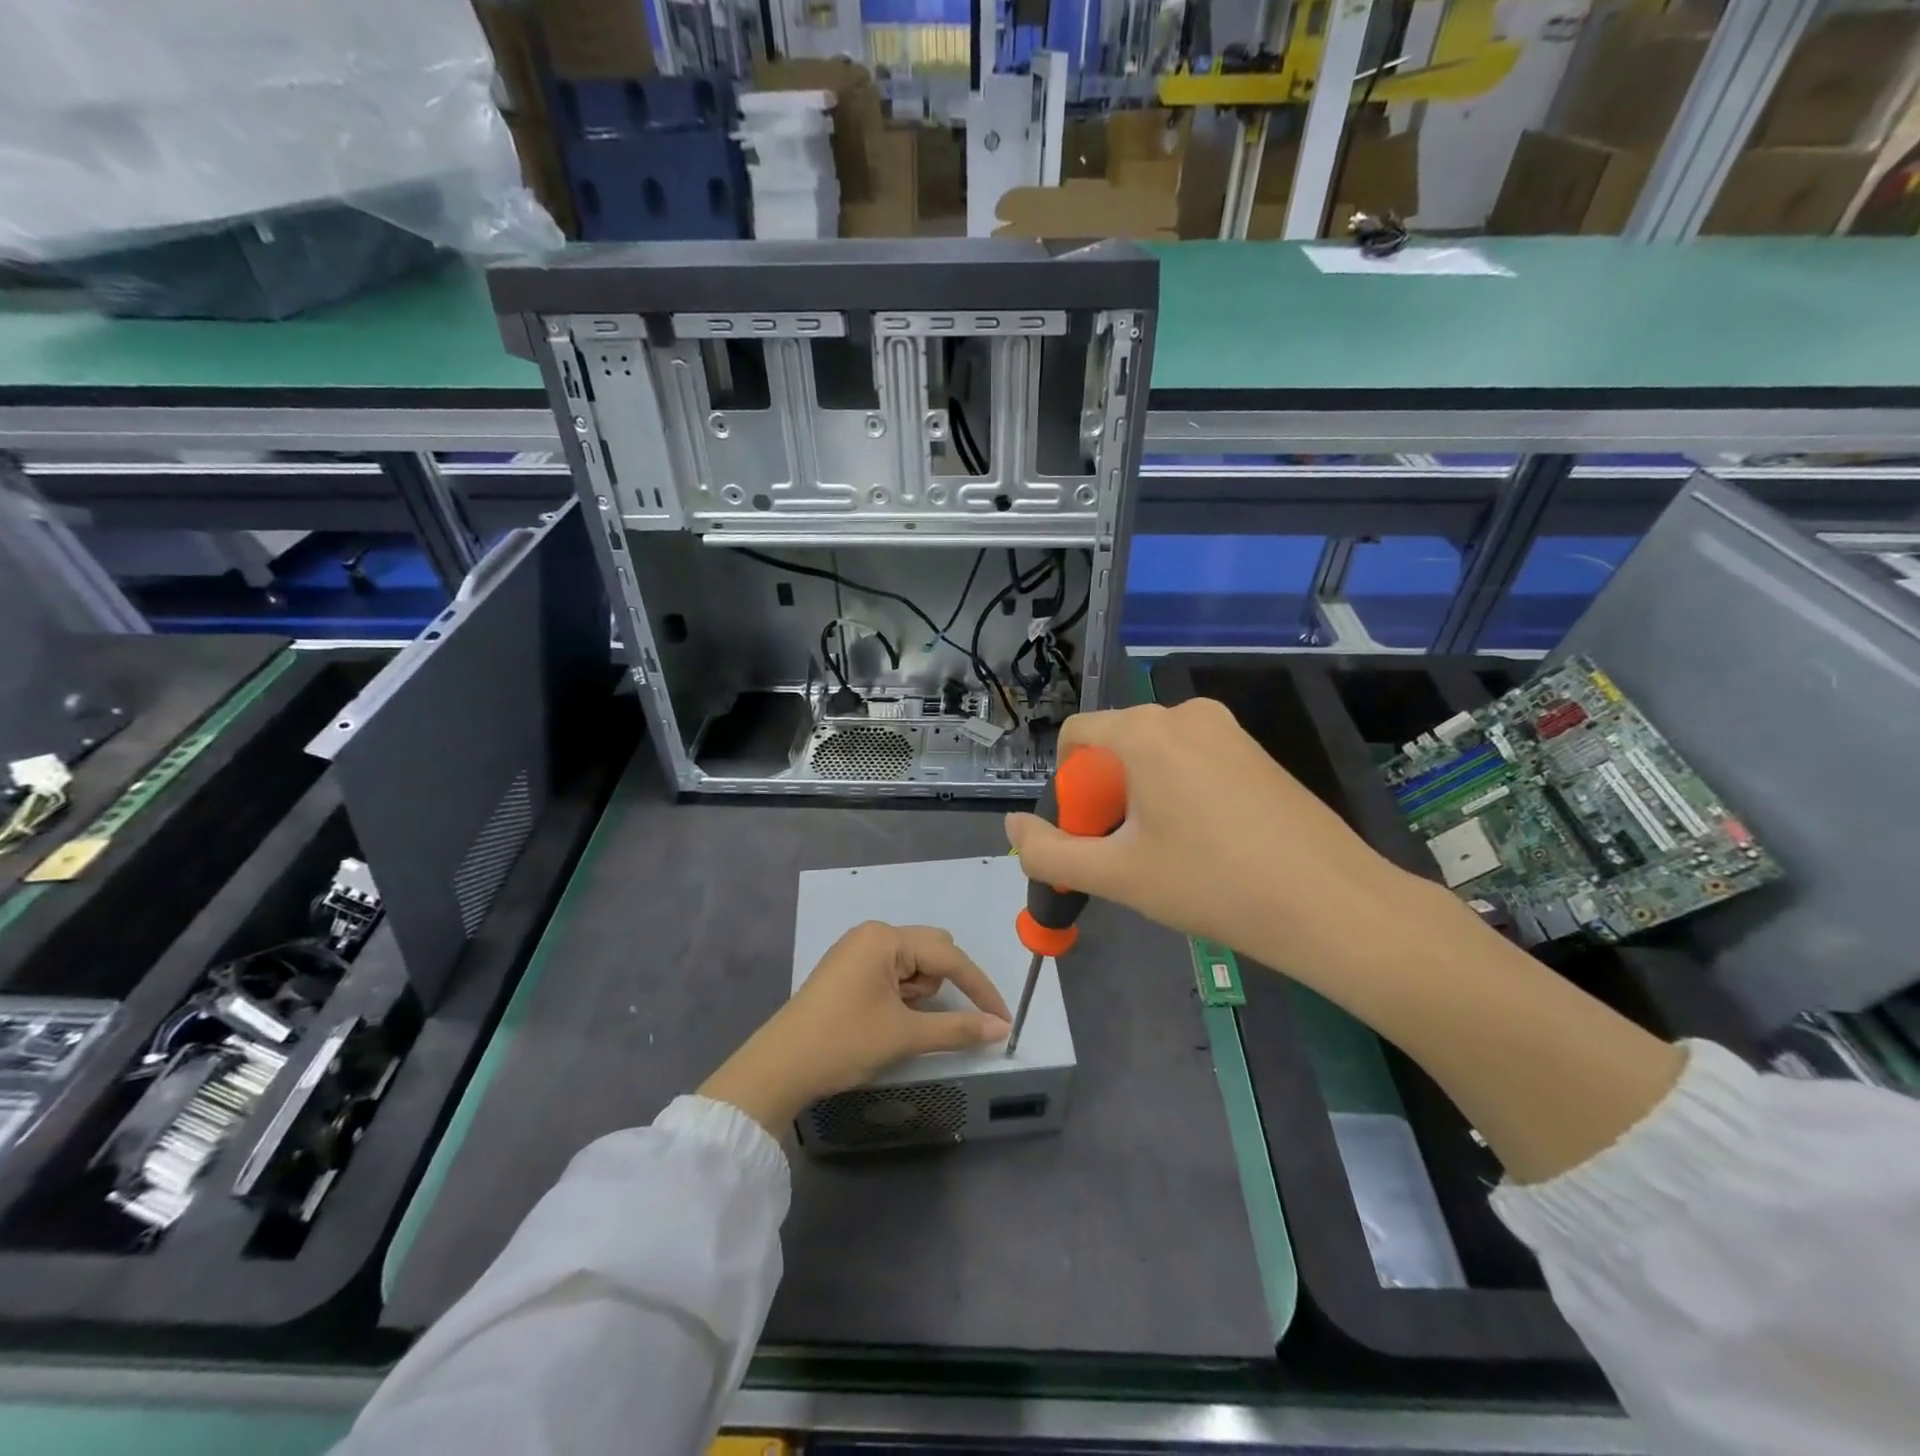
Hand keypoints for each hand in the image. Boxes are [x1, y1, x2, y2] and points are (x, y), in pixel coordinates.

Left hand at [699, 922, 1010, 1133]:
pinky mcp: (848, 969)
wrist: (779, 1068)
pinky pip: (892, 972)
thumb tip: (1001, 1028)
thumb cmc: (844, 1043)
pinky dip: (902, 995)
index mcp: (886, 938)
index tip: (1003, 1020)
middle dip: (943, 987)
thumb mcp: (905, 1036)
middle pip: (932, 952)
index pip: (950, 957)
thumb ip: (958, 1028)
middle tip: (929, 1021)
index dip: (980, 989)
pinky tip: (885, 1019)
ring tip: (896, 1025)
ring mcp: (857, 949)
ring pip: (914, 964)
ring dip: (920, 994)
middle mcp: (873, 934)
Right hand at [1004, 699, 1433, 991]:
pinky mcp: (1255, 750)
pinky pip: (1192, 759)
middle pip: (1115, 745)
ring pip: (1154, 754)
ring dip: (1139, 796)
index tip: (1085, 833)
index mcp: (1146, 731)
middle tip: (1122, 852)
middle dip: (1102, 795)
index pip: (1076, 735)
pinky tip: (1203, 842)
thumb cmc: (1211, 884)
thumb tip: (1012, 827)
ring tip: (1164, 853)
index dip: (1065, 786)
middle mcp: (1185, 714)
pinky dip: (1177, 791)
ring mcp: (1227, 729)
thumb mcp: (1116, 875)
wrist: (1331, 904)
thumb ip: (1048, 853)